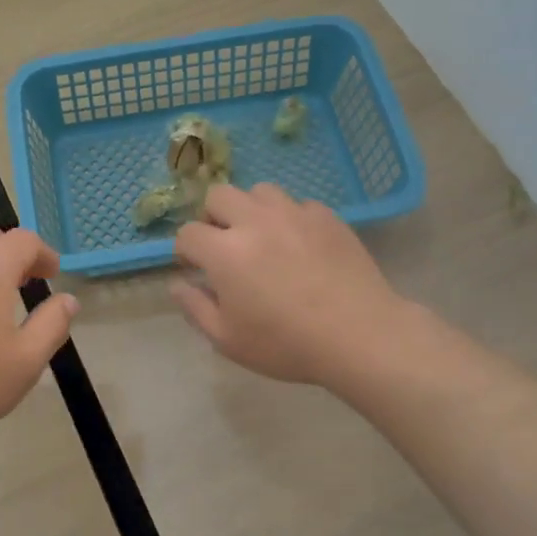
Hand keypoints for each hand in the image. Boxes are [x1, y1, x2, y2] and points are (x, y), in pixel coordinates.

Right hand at [171, 183, 412, 389]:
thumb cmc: (286, 344)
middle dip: (213, 218)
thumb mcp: (228, 340)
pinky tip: (300, 246)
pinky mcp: (326, 216)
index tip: (195, 268)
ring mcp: (294, 213)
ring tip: (263, 238)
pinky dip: (290, 219)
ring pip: (260, 191)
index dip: (185, 251)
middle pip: (219, 195)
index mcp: (225, 251)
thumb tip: (177, 284)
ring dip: (251, 210)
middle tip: (225, 246)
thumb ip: (195, 308)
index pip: (188, 233)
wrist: (359, 335)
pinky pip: (298, 204)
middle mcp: (255, 221)